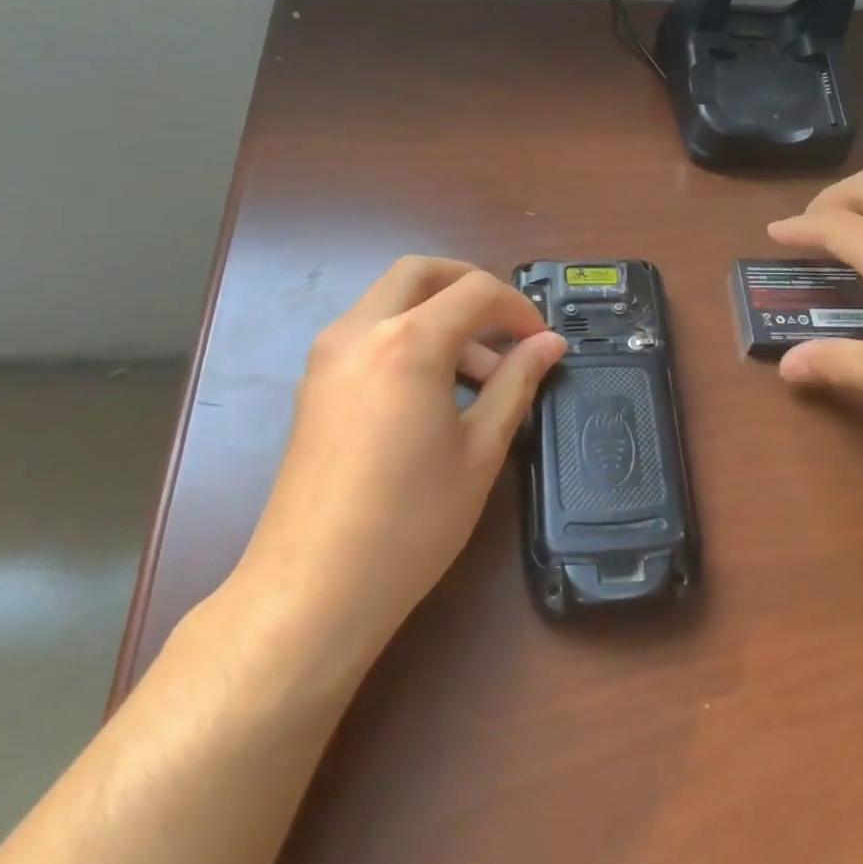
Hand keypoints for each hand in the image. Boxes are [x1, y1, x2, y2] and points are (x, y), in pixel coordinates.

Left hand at [223, 256, 565, 676]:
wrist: (313, 590)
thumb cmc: (410, 522)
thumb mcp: (480, 449)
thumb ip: (516, 383)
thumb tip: (549, 344)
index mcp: (407, 342)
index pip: (474, 291)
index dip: (517, 307)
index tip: (539, 340)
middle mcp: (359, 332)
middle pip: (420, 273)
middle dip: (469, 285)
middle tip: (505, 324)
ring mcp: (327, 357)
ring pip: (389, 300)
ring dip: (437, 314)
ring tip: (477, 375)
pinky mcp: (314, 385)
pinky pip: (368, 333)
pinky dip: (407, 336)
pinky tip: (433, 391)